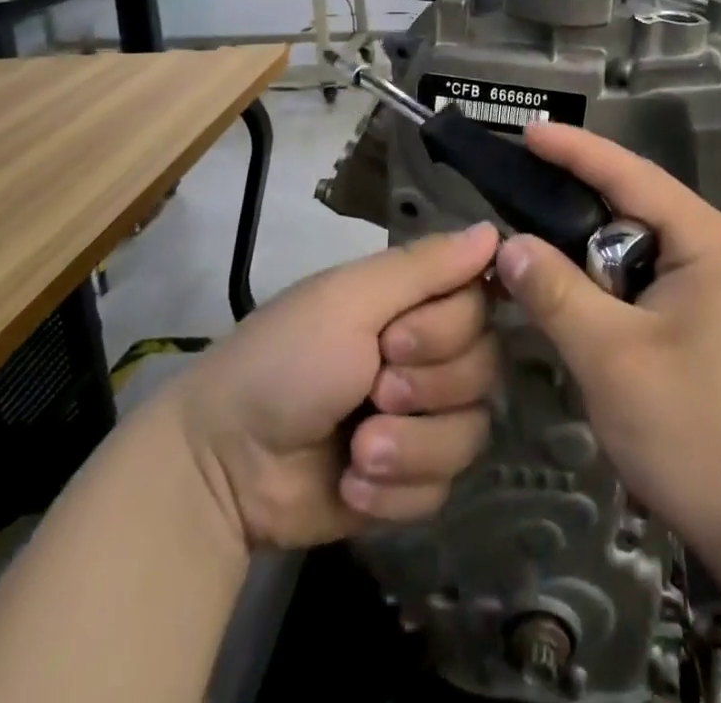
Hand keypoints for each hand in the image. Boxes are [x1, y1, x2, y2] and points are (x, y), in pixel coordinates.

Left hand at [161, 223, 500, 551]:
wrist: (223, 466)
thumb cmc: (284, 361)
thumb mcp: (349, 300)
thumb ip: (425, 266)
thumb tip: (496, 230)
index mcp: (415, 303)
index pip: (482, 304)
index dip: (447, 329)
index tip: (393, 339)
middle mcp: (429, 354)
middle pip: (485, 368)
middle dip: (425, 388)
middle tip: (371, 390)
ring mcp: (423, 420)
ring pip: (471, 432)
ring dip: (410, 446)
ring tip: (357, 450)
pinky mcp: (412, 481)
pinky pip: (443, 487)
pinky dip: (394, 490)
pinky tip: (351, 483)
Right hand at [495, 126, 720, 572]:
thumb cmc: (700, 434)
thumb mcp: (613, 359)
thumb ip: (555, 292)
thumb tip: (509, 245)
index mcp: (710, 240)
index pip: (632, 174)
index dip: (575, 150)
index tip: (528, 131)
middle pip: (636, 213)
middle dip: (577, 213)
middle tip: (518, 208)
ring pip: (641, 255)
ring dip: (592, 263)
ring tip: (539, 265)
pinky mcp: (717, 326)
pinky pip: (652, 287)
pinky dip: (613, 293)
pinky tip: (582, 311)